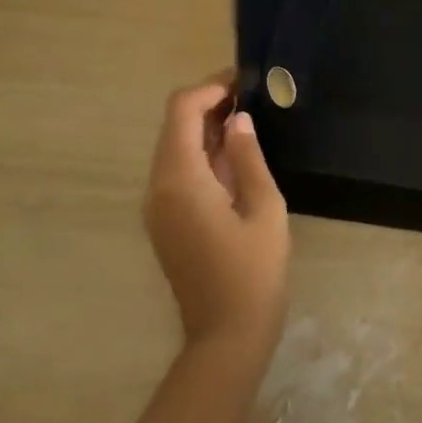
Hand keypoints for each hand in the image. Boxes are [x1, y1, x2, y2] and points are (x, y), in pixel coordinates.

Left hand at [143, 74, 289, 353]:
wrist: (226, 338)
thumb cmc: (253, 272)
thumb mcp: (264, 208)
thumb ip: (248, 157)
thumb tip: (237, 121)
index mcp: (180, 180)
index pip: (181, 111)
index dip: (210, 89)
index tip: (244, 84)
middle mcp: (158, 187)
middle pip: (173, 125)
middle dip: (208, 105)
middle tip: (251, 100)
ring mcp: (157, 207)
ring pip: (173, 147)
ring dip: (205, 129)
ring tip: (247, 123)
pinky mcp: (164, 221)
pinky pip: (176, 171)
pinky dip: (200, 154)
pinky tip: (234, 157)